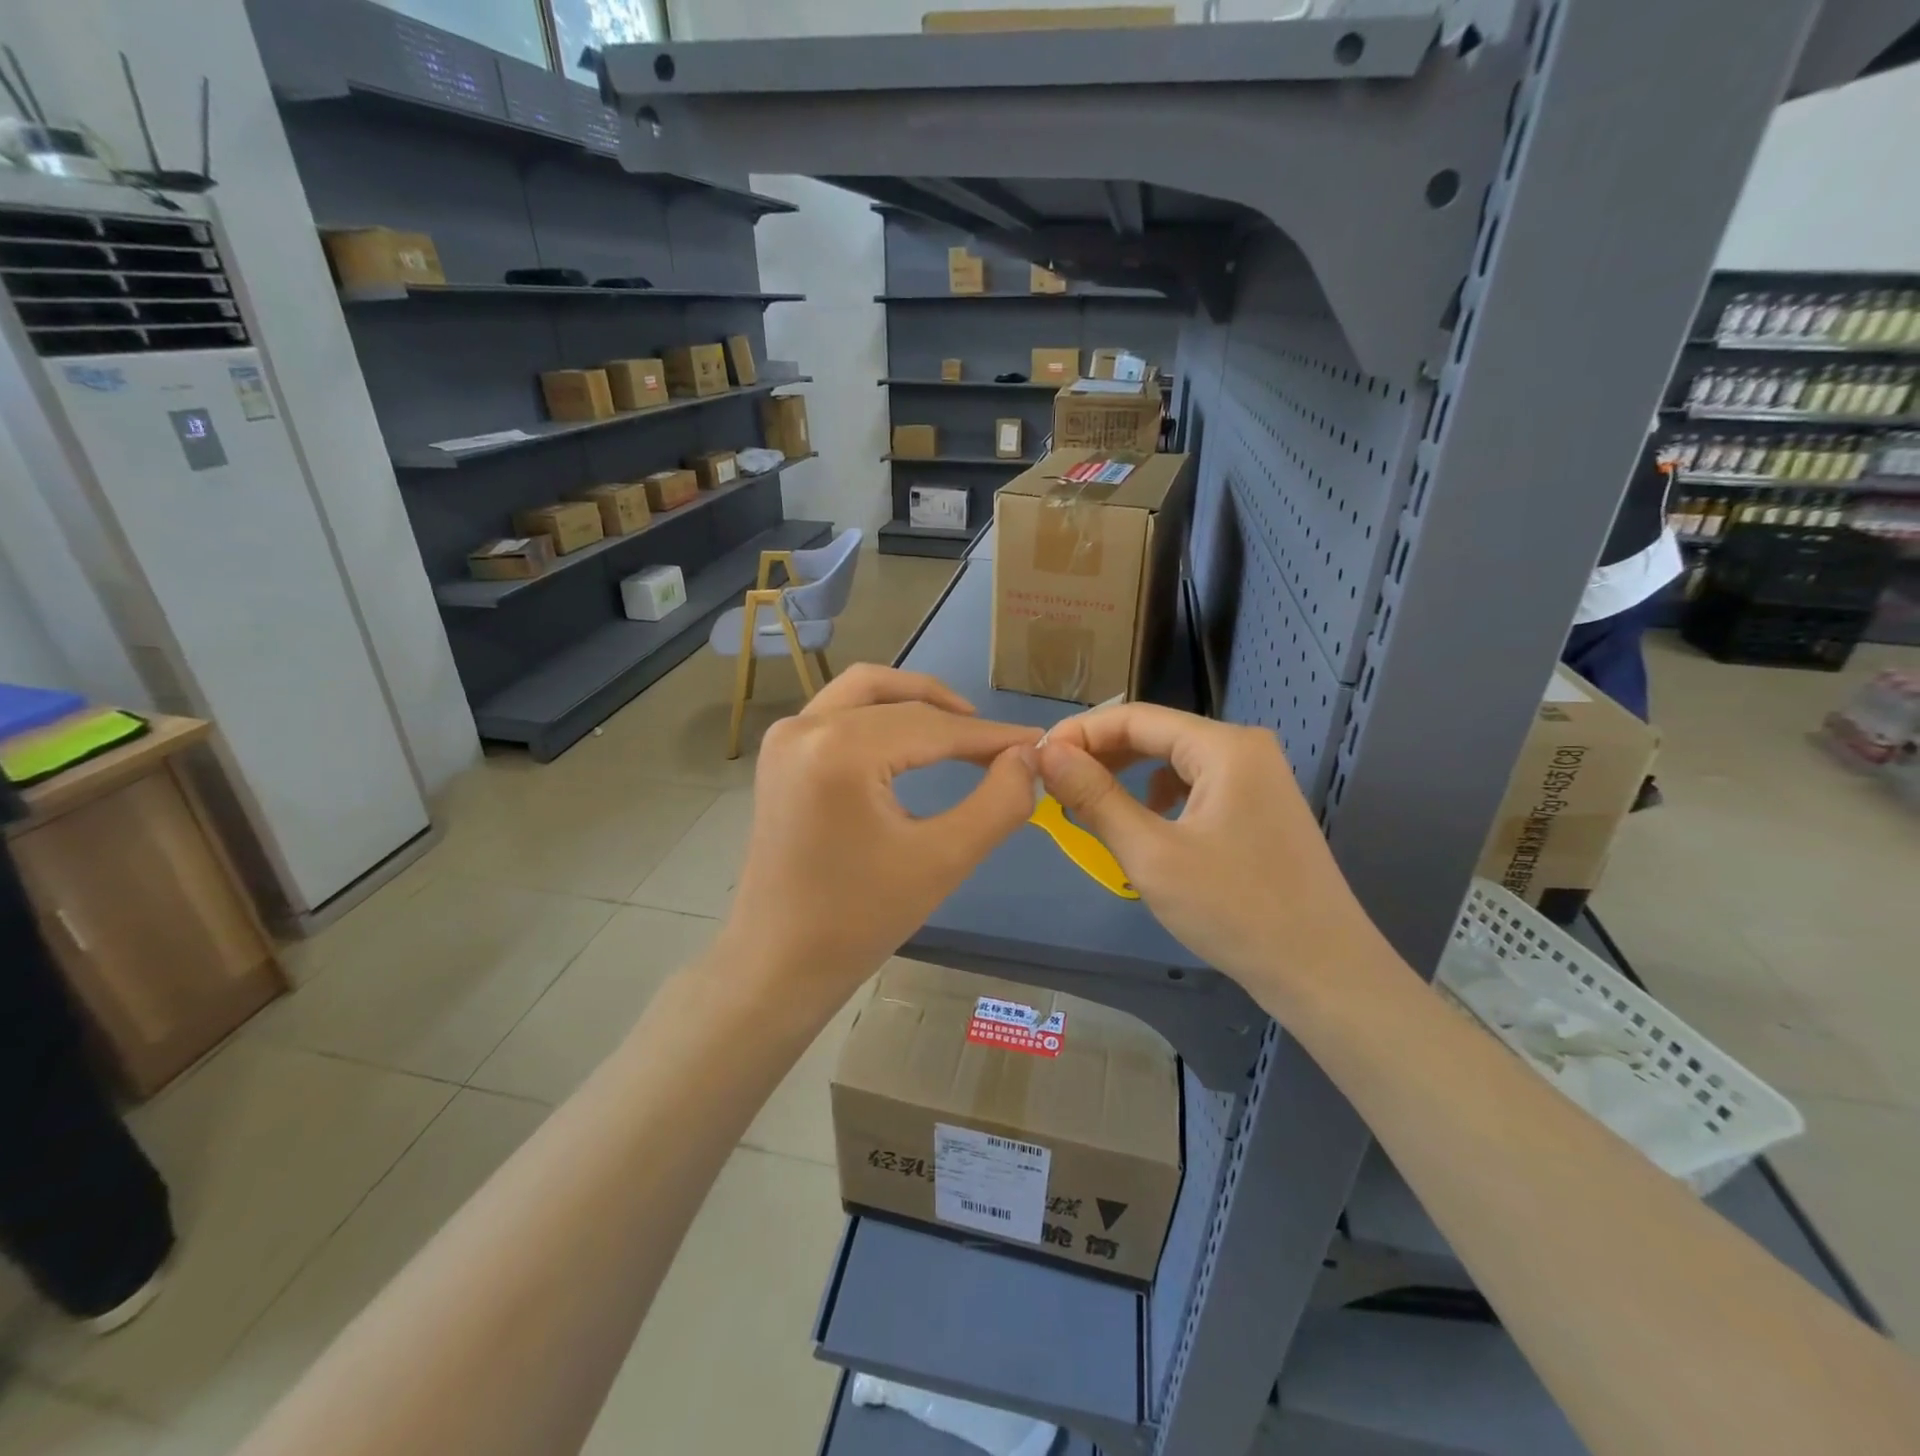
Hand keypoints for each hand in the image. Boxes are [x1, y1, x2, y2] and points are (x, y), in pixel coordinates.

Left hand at [720, 664, 1040, 1008]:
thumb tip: (1028, 757)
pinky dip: (881, 714)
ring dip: (915, 701)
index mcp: (839, 749)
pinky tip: (910, 742)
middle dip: (955, 717)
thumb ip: (999, 802)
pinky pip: (840, 712)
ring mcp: (785, 737)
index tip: (1037, 742)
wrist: (779, 961)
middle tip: (1001, 747)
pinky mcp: (779, 754)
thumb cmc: (860, 918)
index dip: (991, 735)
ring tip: (961, 730)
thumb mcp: (944, 860)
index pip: (933, 726)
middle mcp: (804, 726)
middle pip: (898, 700)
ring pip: (864, 691)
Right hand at [1035, 704, 1380, 1004]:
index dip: (1080, 733)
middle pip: (1156, 734)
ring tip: (1089, 803)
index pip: (1135, 717)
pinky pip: (1195, 786)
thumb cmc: (1234, 909)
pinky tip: (1146, 824)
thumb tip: (1048, 753)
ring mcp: (1257, 779)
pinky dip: (1159, 797)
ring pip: (1174, 761)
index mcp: (1224, 746)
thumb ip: (1096, 797)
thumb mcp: (1151, 853)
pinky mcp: (1259, 808)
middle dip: (1101, 755)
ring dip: (1127, 776)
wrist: (1323, 972)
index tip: (1037, 759)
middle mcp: (1244, 749)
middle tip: (1055, 784)